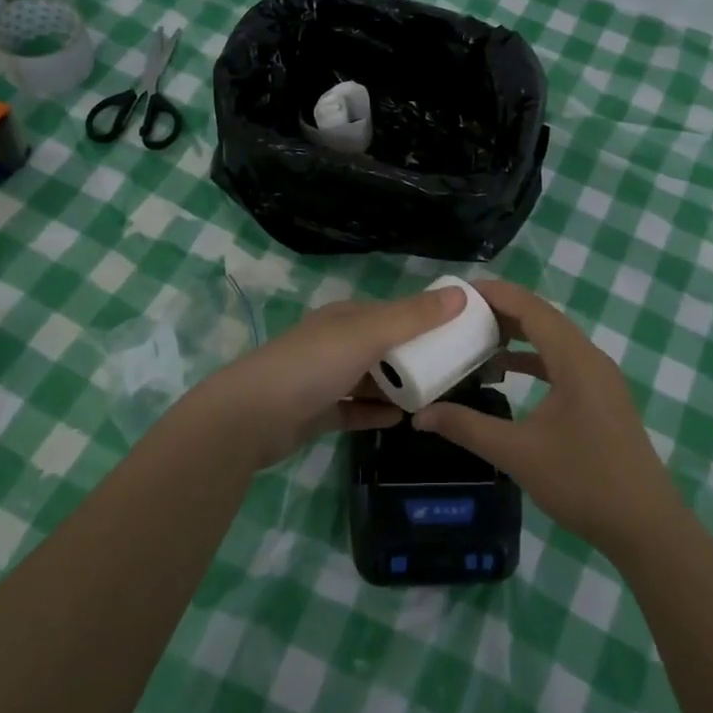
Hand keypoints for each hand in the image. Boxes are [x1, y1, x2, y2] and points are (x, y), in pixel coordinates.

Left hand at [188, 283, 467, 469]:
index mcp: (346, 318)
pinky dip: (376, 412)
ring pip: (370, 378)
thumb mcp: (367, 335)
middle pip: (384, 346)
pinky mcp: (317, 412)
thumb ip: (413, 317)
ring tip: (434, 396)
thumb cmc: (311, 366)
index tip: (460, 333)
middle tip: (454, 371)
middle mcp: (335, 343)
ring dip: (398, 386)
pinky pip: (355, 409)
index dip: (426, 319)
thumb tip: (461, 293)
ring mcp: (324, 378)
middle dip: (416, 356)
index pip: (394, 312)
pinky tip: (400, 419)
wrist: (250, 418)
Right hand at [414, 280, 679, 555]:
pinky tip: (507, 372)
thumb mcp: (517, 454)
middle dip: (502, 311)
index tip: (458, 291)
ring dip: (518, 335)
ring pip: (554, 341)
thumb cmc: (583, 482)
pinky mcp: (602, 398)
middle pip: (543, 318)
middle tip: (459, 313)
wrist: (646, 526)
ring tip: (475, 336)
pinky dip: (533, 360)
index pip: (531, 308)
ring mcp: (600, 379)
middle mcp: (591, 359)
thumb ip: (467, 428)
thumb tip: (420, 415)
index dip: (496, 294)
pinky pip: (562, 362)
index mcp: (575, 360)